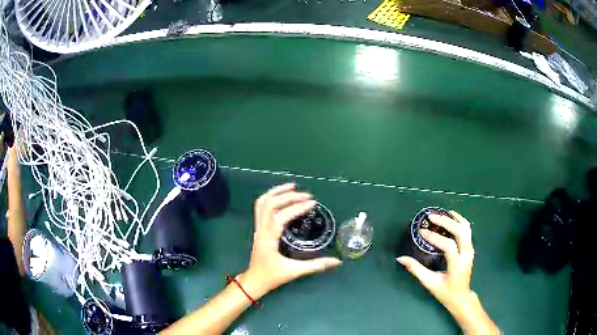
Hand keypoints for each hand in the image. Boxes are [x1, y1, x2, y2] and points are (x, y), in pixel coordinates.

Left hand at [242, 183, 341, 295]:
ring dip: (276, 192)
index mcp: (268, 238)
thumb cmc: (272, 276)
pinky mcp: (259, 228)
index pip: (280, 217)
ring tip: (292, 186)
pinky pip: (261, 208)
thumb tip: (337, 261)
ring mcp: (258, 227)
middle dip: (287, 196)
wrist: (255, 281)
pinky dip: (271, 198)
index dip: (296, 208)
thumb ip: (316, 265)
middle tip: (307, 195)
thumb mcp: (294, 271)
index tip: (312, 203)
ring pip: (262, 203)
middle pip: (269, 204)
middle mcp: (261, 229)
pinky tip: (282, 196)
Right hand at [397, 211, 473, 310]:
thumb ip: (416, 269)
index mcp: (457, 265)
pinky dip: (459, 221)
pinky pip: (467, 229)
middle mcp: (466, 255)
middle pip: (460, 231)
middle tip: (431, 217)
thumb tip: (401, 258)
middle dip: (446, 222)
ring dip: (454, 218)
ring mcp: (470, 250)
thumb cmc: (445, 292)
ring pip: (466, 228)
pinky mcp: (470, 248)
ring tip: (441, 213)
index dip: (435, 237)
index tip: (421, 231)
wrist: (461, 296)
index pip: (448, 246)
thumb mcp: (429, 283)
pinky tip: (451, 217)